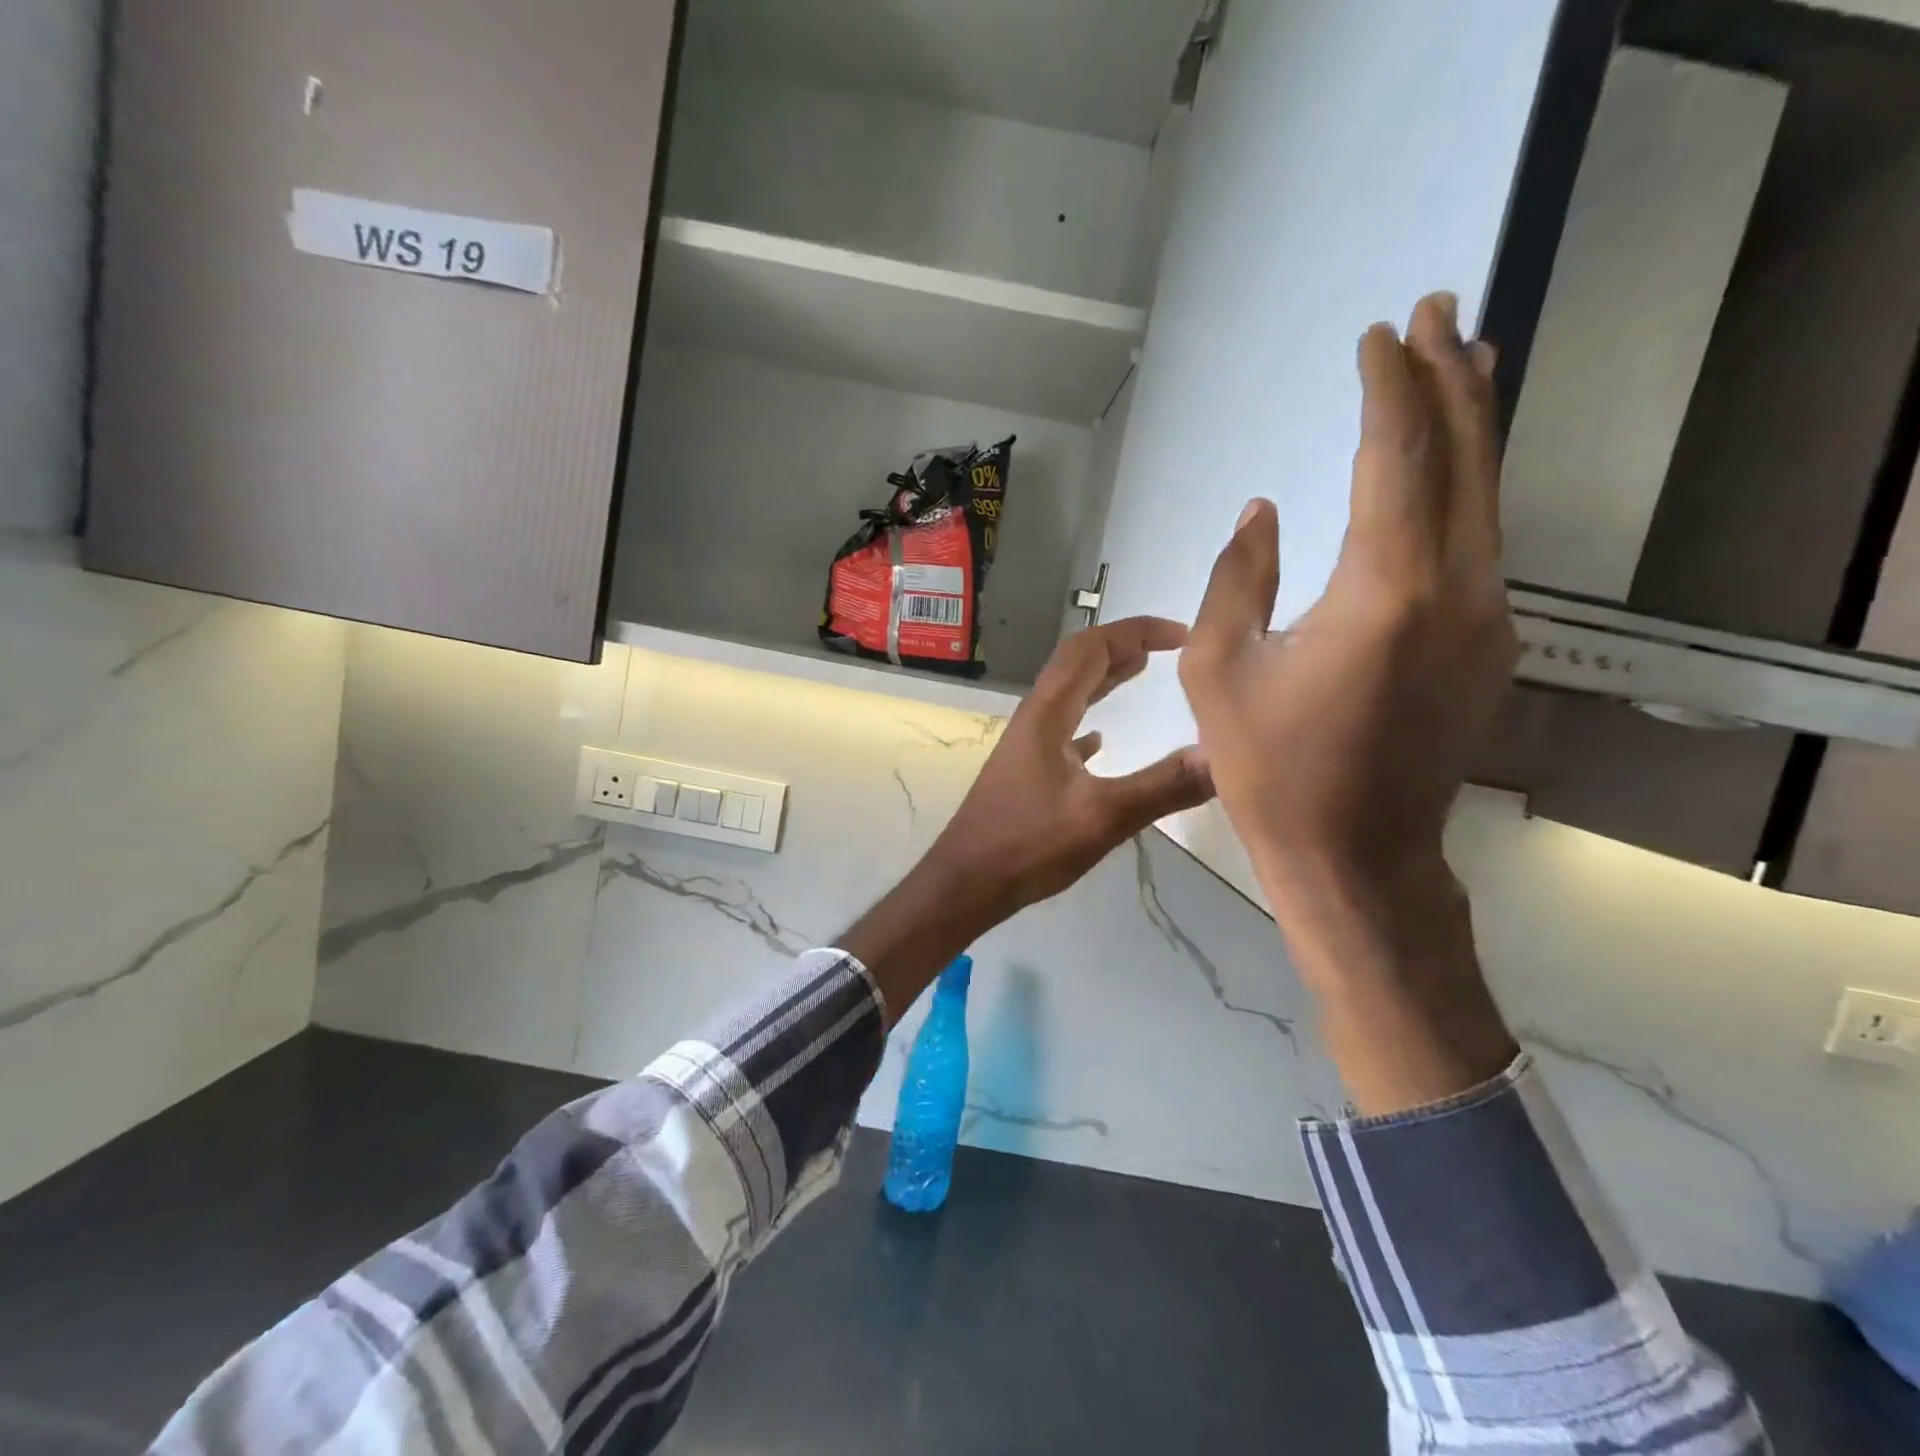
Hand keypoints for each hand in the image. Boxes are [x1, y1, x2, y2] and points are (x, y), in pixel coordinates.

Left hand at [842, 618, 1212, 1021]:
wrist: (967, 883)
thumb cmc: (1028, 845)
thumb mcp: (1102, 817)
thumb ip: (1163, 786)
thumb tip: (1223, 755)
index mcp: (1047, 713)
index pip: (1090, 648)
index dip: (1135, 631)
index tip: (1181, 635)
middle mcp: (1034, 718)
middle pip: (1077, 664)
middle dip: (1121, 647)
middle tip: (1168, 649)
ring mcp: (1027, 746)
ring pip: (1069, 696)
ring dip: (1104, 679)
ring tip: (1142, 673)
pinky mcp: (1026, 772)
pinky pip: (1061, 731)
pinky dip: (1087, 721)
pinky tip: (1101, 741)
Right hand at [1178, 292, 1517, 1112]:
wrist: (1356, 854)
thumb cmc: (1270, 770)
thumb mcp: (1220, 671)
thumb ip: (1238, 578)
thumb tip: (1263, 512)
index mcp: (1384, 590)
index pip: (1398, 457)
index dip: (1388, 388)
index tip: (1379, 336)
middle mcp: (1457, 589)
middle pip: (1465, 458)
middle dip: (1450, 379)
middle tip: (1439, 313)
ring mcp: (1488, 618)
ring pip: (1488, 497)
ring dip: (1473, 426)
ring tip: (1464, 363)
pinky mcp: (1490, 647)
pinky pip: (1484, 544)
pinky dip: (1470, 489)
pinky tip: (1452, 473)